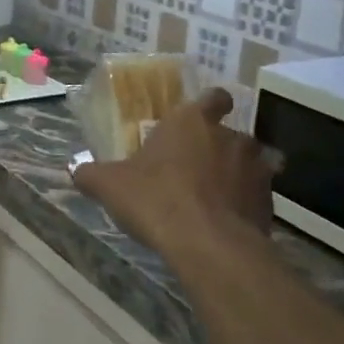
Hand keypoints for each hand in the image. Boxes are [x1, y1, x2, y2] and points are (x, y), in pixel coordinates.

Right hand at [73, 88, 273, 252]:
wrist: (209, 246)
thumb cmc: (157, 200)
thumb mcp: (110, 186)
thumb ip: (91, 174)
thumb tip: (74, 168)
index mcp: (193, 121)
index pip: (214, 97)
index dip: (210, 105)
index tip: (201, 119)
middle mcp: (230, 136)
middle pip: (230, 134)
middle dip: (218, 148)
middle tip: (196, 170)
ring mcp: (255, 168)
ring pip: (250, 164)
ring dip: (236, 175)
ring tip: (215, 198)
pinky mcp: (269, 202)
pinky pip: (257, 196)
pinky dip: (245, 205)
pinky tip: (227, 224)